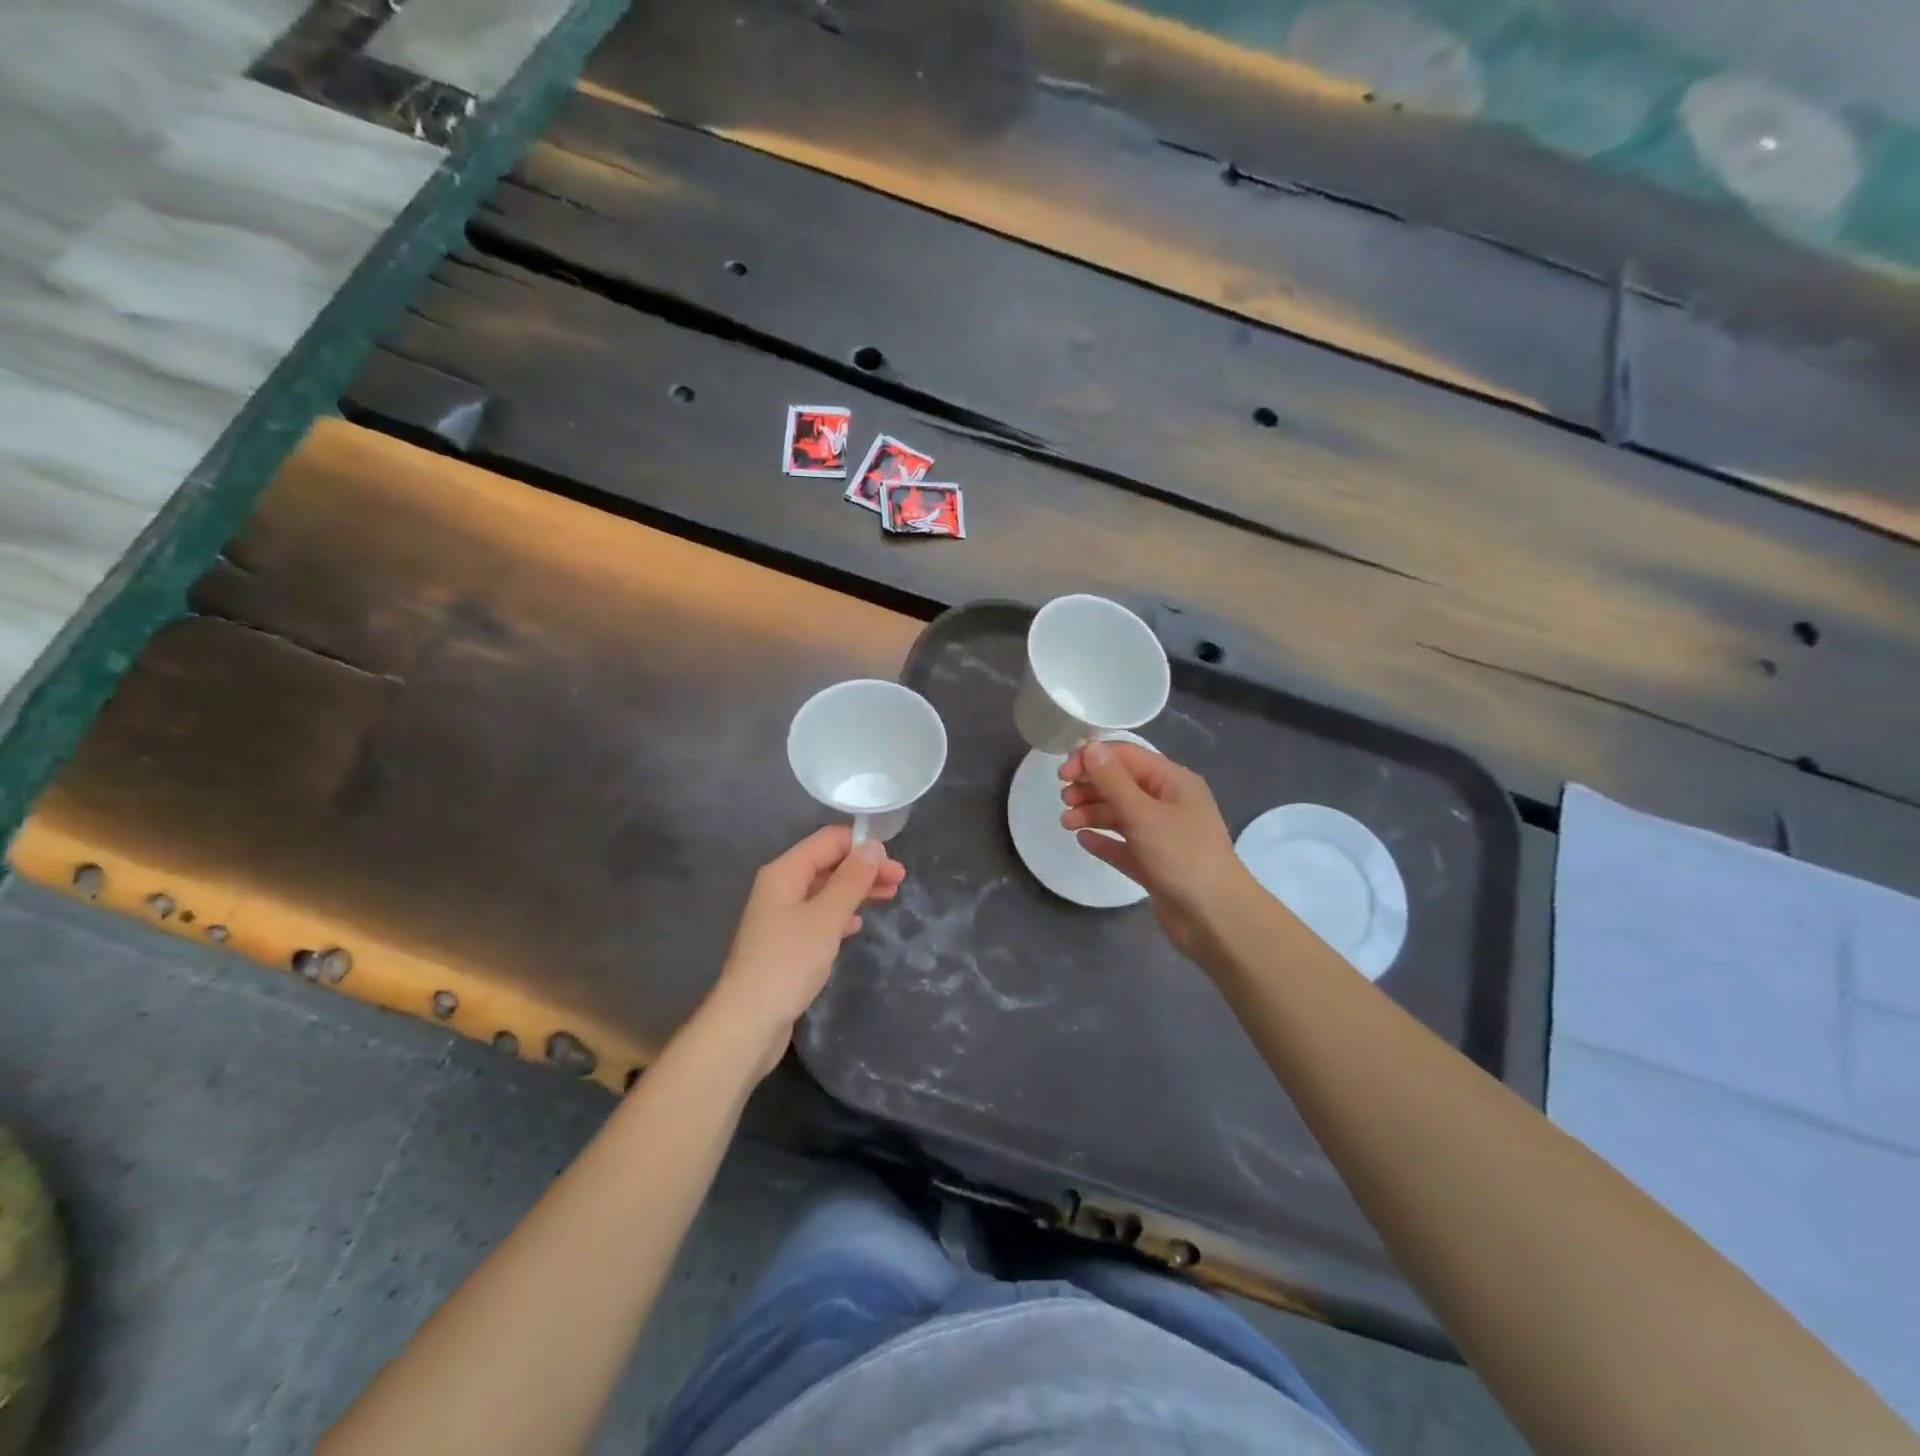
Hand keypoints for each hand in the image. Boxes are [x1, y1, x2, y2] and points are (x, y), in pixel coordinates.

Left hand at [703, 826, 905, 1077]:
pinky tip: (858, 923)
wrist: (749, 1023)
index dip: (861, 844)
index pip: (827, 841)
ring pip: (825, 891)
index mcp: (784, 872)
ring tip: (890, 896)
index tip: (894, 858)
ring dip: (857, 890)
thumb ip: (852, 880)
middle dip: (863, 868)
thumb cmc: (788, 963)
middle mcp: (780, 888)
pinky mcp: (786, 944)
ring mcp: (781, 917)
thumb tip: (873, 846)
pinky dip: (841, 914)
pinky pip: (819, 916)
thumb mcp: (826, 917)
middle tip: (900, 879)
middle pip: (827, 864)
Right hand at [1059, 740, 1253, 961]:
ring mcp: (1162, 834)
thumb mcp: (1143, 813)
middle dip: (1091, 788)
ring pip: (1121, 815)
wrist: (1215, 918)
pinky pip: (1124, 845)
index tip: (1063, 774)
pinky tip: (1083, 841)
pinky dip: (1104, 840)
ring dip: (1092, 814)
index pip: (1127, 756)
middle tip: (1064, 800)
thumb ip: (1113, 780)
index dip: (1093, 759)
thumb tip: (1091, 746)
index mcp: (1172, 781)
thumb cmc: (1181, 856)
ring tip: (1066, 824)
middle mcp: (1168, 803)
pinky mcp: (1155, 863)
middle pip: (1122, 784)